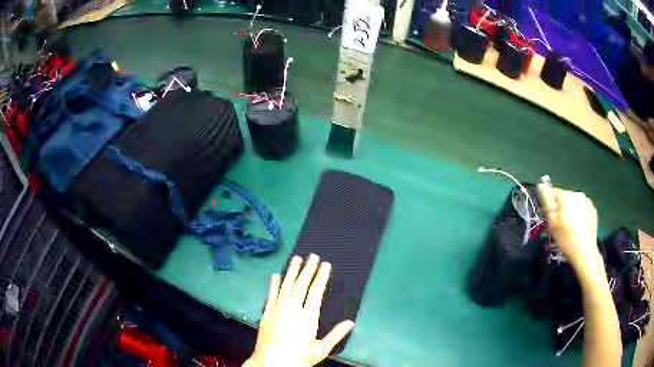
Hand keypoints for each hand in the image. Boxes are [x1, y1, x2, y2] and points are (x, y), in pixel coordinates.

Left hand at [245, 254, 354, 366]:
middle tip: (313, 256)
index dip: (321, 277)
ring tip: (296, 258)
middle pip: (301, 284)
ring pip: (286, 285)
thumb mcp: (321, 349)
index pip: (316, 292)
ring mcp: (278, 309)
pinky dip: (274, 283)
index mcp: (308, 317)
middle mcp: (292, 309)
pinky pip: (271, 294)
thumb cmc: (299, 357)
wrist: (272, 362)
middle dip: (308, 269)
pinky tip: (276, 275)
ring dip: (292, 271)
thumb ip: (336, 335)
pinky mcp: (267, 312)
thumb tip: (351, 322)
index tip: (325, 265)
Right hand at [537, 185, 601, 271]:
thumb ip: (547, 202)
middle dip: (561, 208)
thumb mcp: (552, 223)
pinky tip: (578, 228)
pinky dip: (579, 215)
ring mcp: (587, 201)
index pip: (553, 192)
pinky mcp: (593, 210)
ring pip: (574, 203)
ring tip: (570, 227)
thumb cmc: (566, 238)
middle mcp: (577, 193)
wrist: (584, 252)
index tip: (549, 218)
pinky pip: (582, 209)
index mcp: (566, 195)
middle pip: (564, 198)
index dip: (549, 204)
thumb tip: (541, 186)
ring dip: (570, 211)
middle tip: (559, 225)